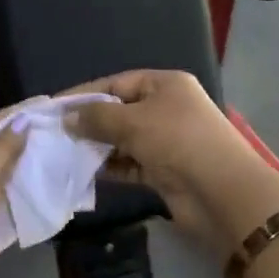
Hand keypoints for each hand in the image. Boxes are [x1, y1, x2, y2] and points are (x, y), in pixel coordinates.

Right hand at [61, 70, 278, 252]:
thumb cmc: (178, 141)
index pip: (116, 82)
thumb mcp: (133, 121)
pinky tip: (85, 172)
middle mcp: (166, 108)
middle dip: (89, 122)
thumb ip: (96, 117)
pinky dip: (111, 167)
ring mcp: (167, 141)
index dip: (85, 94)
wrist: (223, 195)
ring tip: (65, 153)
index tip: (54, 107)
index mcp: (165, 85)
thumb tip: (67, 118)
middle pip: (119, 110)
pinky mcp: (165, 171)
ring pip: (123, 139)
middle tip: (56, 134)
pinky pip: (130, 164)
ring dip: (98, 146)